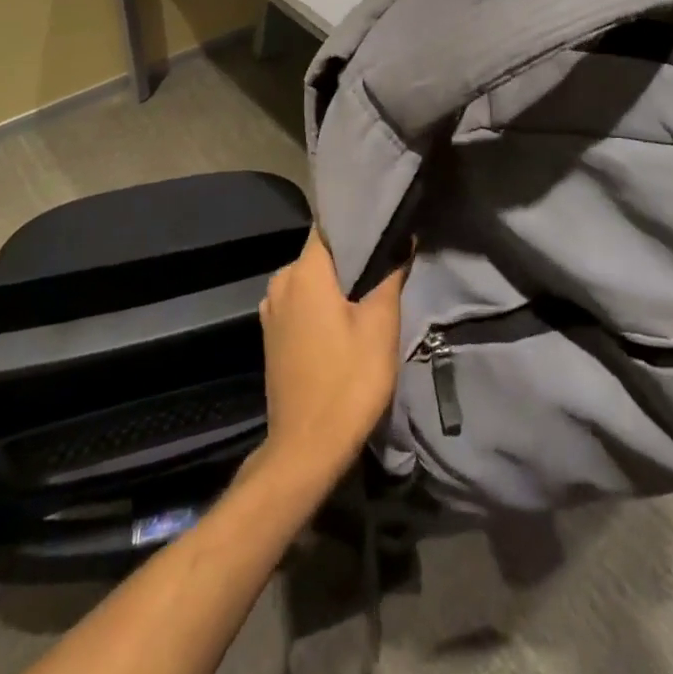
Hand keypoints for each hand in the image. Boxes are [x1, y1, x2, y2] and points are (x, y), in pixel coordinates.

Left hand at [255, 230, 405, 491]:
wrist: (306, 449)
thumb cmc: (348, 380)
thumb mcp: (381, 325)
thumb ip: (390, 276)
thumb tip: (401, 241)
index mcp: (303, 272)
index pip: (329, 226)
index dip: (357, 224)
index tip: (384, 226)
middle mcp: (281, 282)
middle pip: (320, 253)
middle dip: (351, 256)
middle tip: (386, 260)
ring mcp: (271, 310)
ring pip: (311, 279)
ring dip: (337, 282)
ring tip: (370, 288)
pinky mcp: (271, 335)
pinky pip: (301, 302)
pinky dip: (322, 302)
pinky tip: (345, 316)